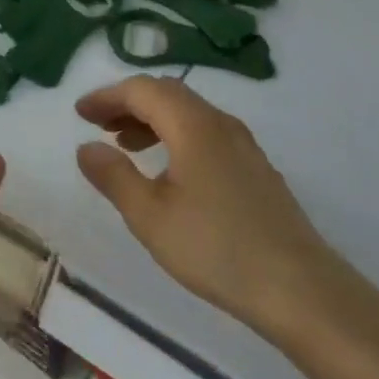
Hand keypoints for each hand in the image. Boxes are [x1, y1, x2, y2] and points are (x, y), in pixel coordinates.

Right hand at [74, 77, 352, 345]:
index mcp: (194, 126)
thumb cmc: (215, 248)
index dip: (107, 96)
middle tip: (97, 124)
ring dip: (151, 120)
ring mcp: (244, 146)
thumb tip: (86, 148)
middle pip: (168, 94)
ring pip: (189, 114)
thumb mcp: (150, 216)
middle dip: (128, 103)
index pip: (143, 90)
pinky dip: (175, 137)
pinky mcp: (255, 169)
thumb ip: (114, 176)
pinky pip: (206, 134)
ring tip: (124, 146)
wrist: (299, 288)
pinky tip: (167, 170)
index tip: (79, 113)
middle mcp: (221, 125)